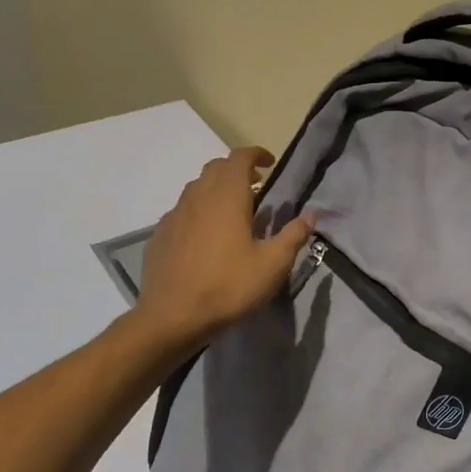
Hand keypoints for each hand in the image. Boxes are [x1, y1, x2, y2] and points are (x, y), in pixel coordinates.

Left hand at [129, 146, 312, 356]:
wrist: (172, 317)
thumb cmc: (229, 286)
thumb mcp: (273, 265)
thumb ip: (293, 236)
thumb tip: (310, 216)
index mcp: (227, 197)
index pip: (239, 158)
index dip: (256, 154)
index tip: (270, 163)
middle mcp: (197, 198)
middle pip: (215, 168)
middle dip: (237, 169)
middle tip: (257, 186)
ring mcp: (174, 216)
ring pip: (196, 188)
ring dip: (217, 189)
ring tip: (234, 210)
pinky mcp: (160, 235)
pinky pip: (182, 211)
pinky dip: (199, 210)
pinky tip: (207, 235)